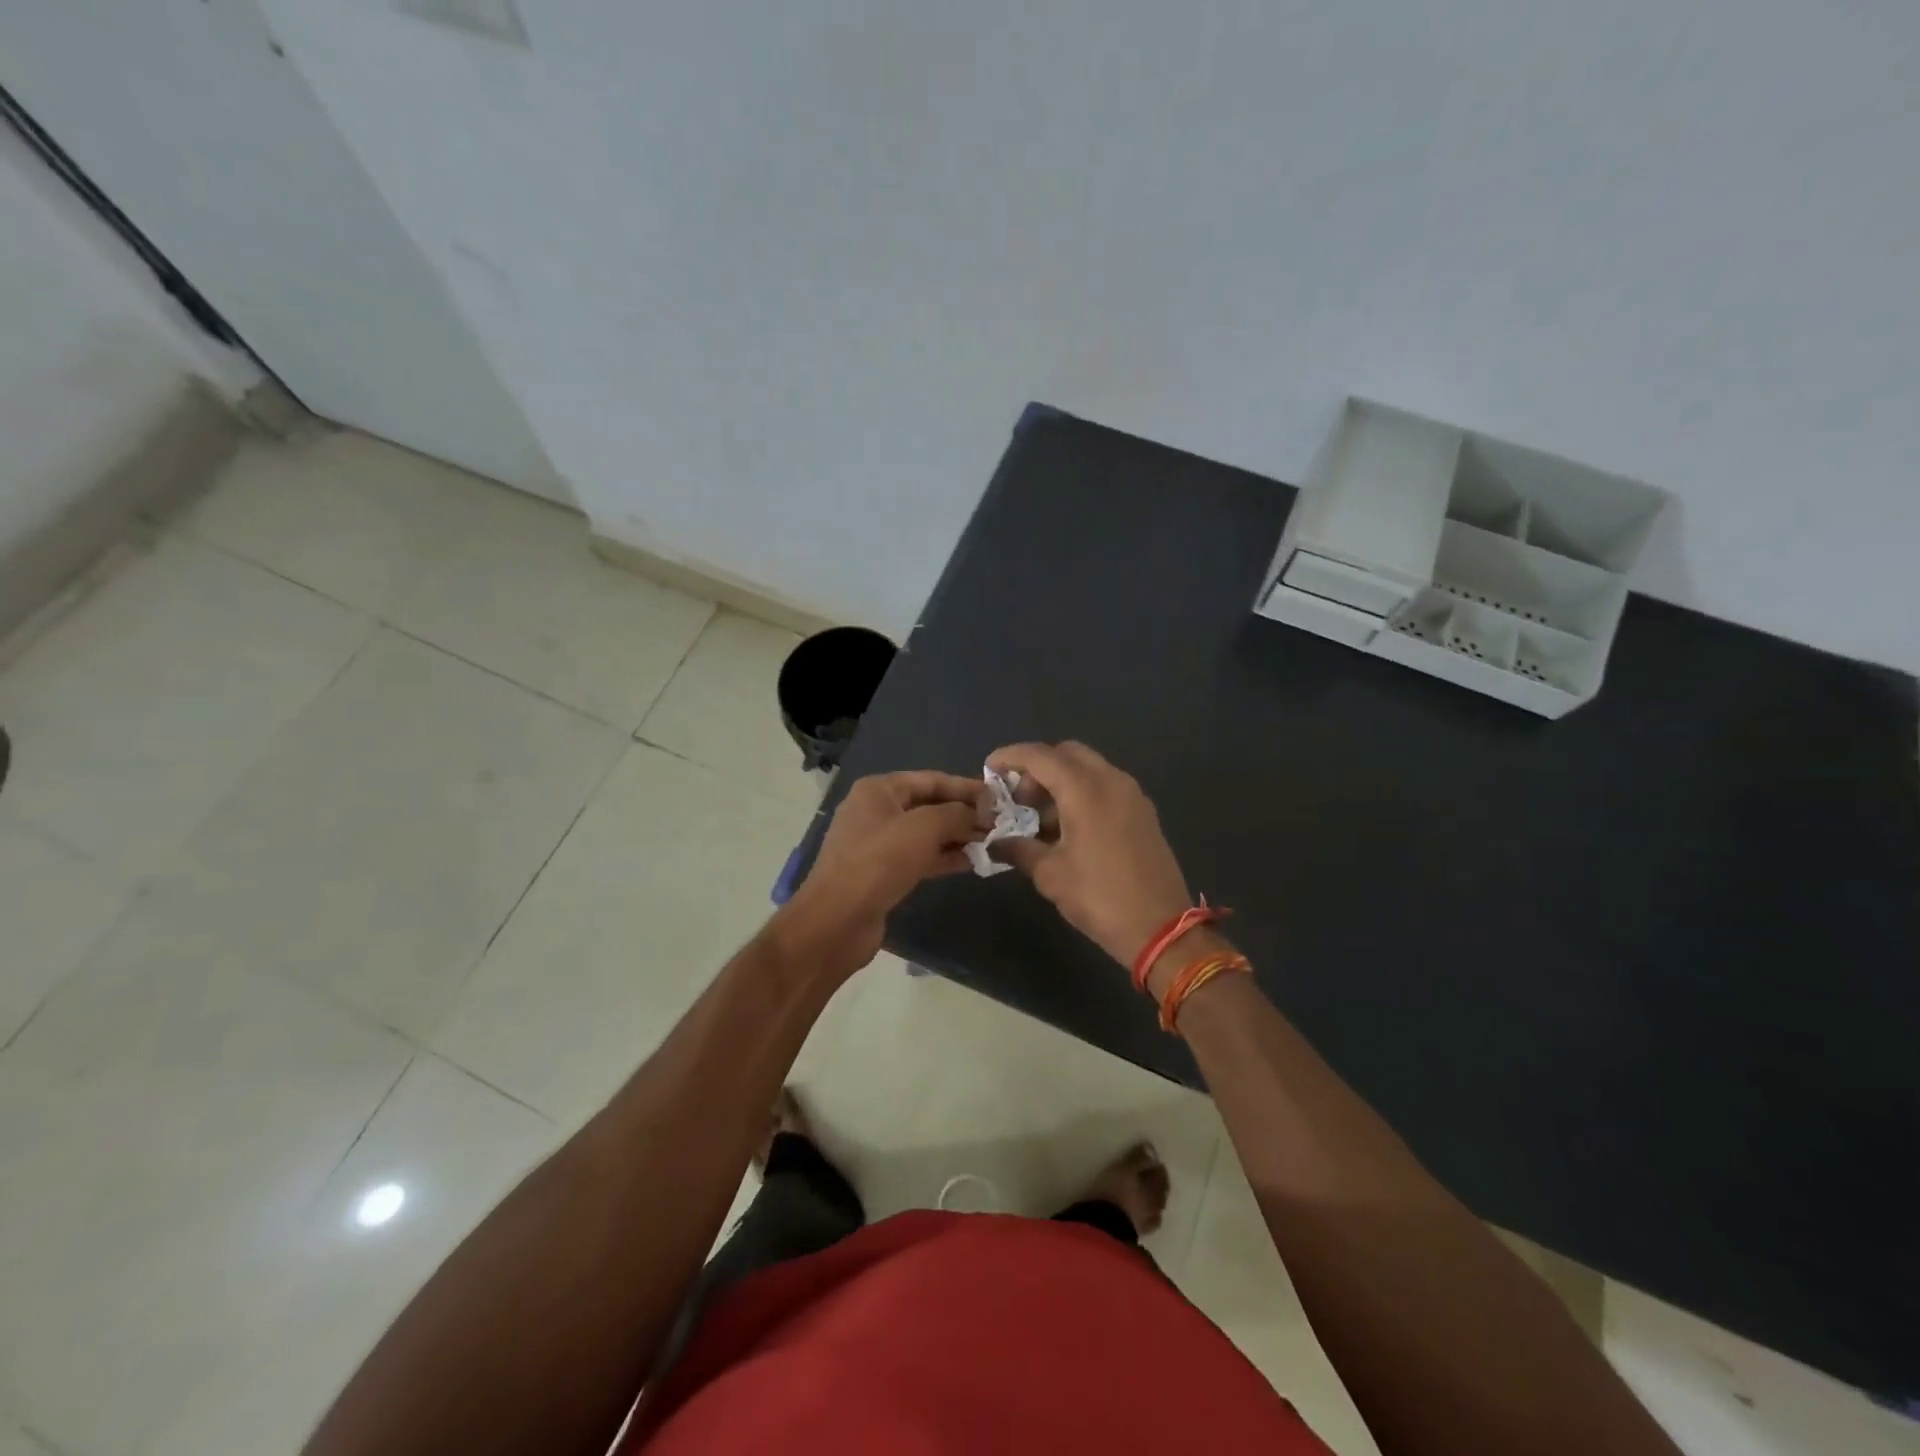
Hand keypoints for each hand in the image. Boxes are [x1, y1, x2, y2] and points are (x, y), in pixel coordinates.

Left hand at [784, 770, 986, 972]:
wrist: (837, 920)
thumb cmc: (879, 862)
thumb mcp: (924, 828)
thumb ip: (956, 814)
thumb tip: (979, 815)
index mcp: (878, 790)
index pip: (931, 779)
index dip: (966, 787)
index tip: (999, 798)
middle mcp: (875, 811)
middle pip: (929, 805)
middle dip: (963, 814)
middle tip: (999, 824)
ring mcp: (877, 843)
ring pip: (926, 833)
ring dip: (957, 837)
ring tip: (991, 843)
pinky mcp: (882, 872)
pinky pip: (919, 857)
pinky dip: (944, 857)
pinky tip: (972, 862)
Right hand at [986, 742, 1191, 968]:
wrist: (1161, 928)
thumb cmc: (1099, 896)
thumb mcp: (1050, 874)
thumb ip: (1019, 849)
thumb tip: (995, 843)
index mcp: (1085, 789)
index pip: (1040, 756)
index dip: (1011, 757)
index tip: (990, 768)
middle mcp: (1111, 780)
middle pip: (1067, 754)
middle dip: (1038, 768)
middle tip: (1019, 800)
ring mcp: (1132, 795)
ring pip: (1089, 769)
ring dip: (1061, 783)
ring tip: (1041, 822)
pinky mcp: (1143, 812)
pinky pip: (1106, 787)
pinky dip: (1082, 794)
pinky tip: (1069, 829)